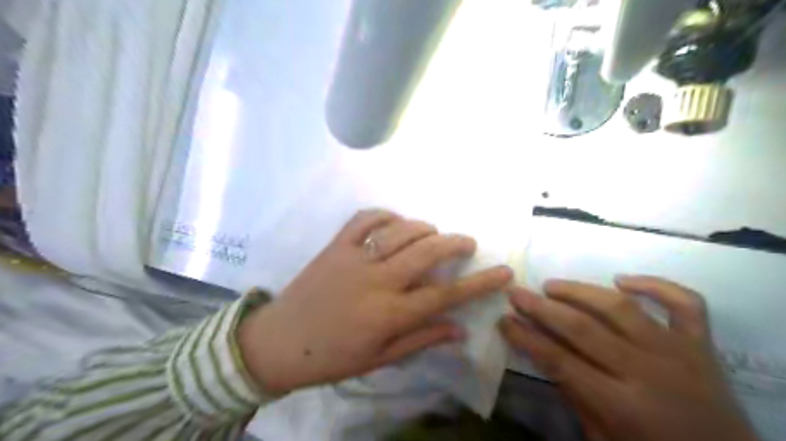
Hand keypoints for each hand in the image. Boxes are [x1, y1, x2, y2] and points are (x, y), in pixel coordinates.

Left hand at [237, 210, 513, 394]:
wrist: (279, 342)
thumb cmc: (332, 357)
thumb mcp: (380, 359)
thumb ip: (421, 339)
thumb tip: (460, 329)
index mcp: (389, 313)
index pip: (446, 295)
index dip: (479, 283)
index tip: (504, 272)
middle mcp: (377, 280)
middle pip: (427, 252)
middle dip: (455, 244)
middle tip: (468, 243)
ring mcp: (354, 258)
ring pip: (400, 231)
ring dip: (424, 228)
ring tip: (434, 234)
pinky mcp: (335, 246)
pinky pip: (364, 219)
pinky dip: (385, 214)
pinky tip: (395, 221)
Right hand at [499, 277, 757, 439]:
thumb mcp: (603, 438)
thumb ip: (573, 394)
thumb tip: (542, 352)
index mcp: (621, 405)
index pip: (559, 361)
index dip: (526, 337)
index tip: (504, 320)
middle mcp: (647, 371)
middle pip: (583, 328)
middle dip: (542, 308)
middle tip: (517, 293)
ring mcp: (677, 352)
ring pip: (621, 307)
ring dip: (581, 291)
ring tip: (552, 286)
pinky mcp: (701, 343)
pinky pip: (685, 303)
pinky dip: (656, 285)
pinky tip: (623, 280)